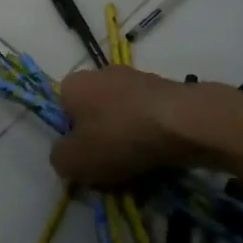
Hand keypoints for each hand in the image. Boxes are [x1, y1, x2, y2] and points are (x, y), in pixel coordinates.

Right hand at [49, 66, 193, 187]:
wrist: (183, 122)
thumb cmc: (118, 137)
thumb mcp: (73, 161)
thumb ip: (59, 159)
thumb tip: (66, 155)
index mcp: (73, 84)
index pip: (62, 111)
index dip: (70, 138)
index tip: (83, 160)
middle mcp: (101, 73)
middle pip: (94, 113)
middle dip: (101, 139)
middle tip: (110, 168)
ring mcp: (136, 78)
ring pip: (123, 117)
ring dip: (127, 139)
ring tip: (139, 168)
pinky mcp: (166, 88)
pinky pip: (149, 118)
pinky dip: (151, 136)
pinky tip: (159, 156)